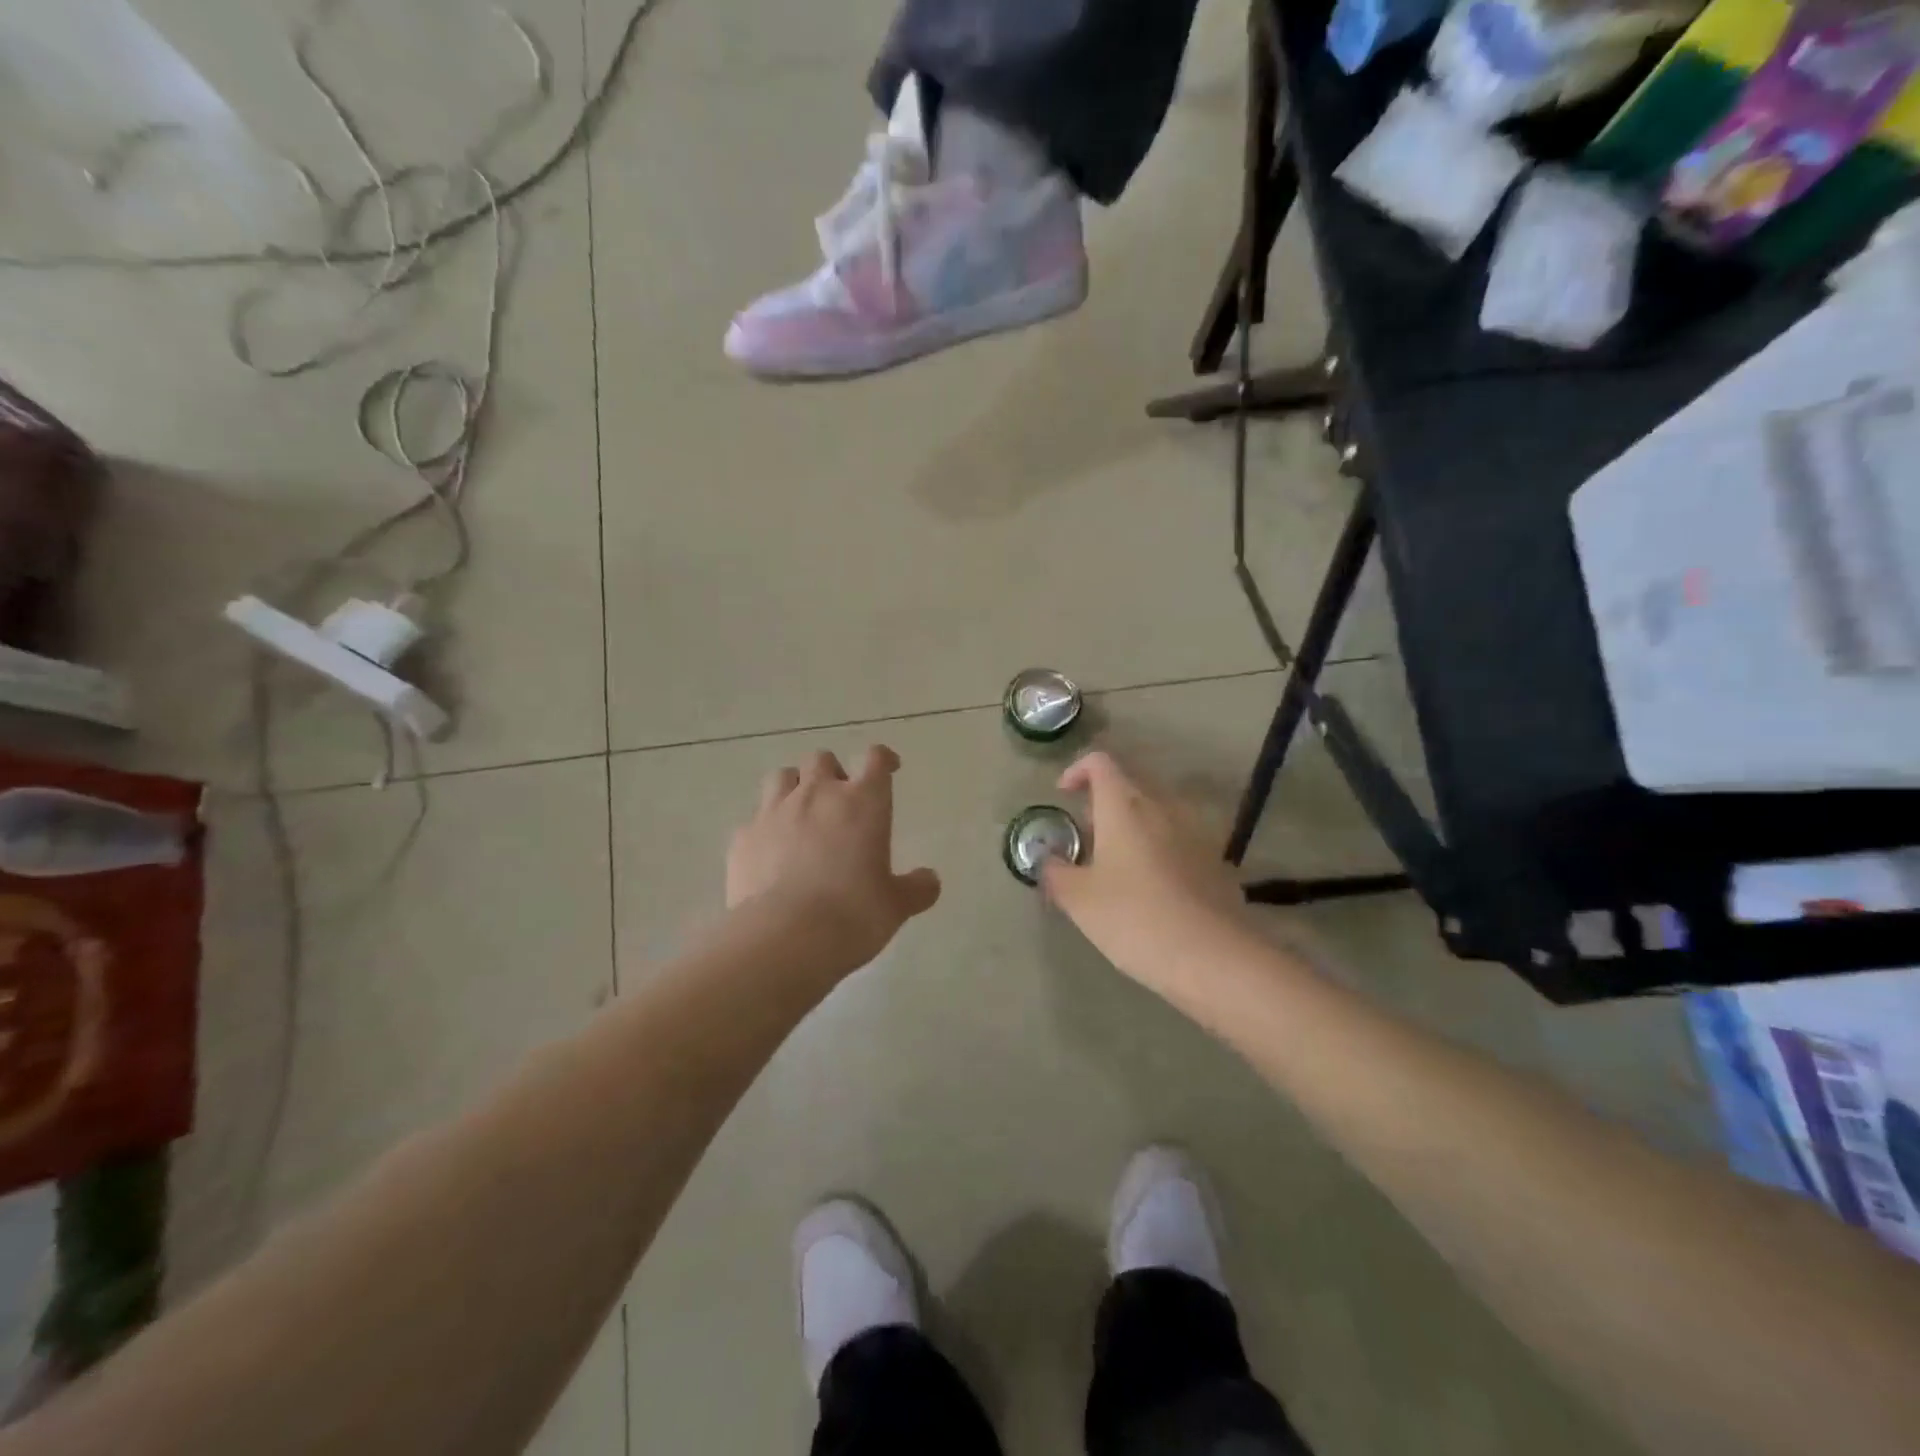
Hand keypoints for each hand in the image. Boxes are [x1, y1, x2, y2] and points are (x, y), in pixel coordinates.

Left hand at [727, 745, 940, 974]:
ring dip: (793, 788)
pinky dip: (764, 828)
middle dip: (831, 773)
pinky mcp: (743, 836)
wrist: (785, 937)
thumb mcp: (896, 906)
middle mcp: (818, 795)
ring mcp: (774, 811)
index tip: (888, 768)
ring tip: (800, 815)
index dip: (883, 759)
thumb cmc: (854, 914)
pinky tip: (770, 853)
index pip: (875, 759)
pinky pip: (754, 819)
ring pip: (782, 777)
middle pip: (822, 759)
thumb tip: (930, 880)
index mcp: (863, 802)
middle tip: (839, 801)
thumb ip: (916, 888)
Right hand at [1041, 752, 1257, 997]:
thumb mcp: (1079, 900)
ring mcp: (1194, 833)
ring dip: (1131, 830)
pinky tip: (1151, 892)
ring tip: (1114, 868)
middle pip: (1128, 787)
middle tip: (1084, 840)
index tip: (1062, 795)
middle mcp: (1162, 807)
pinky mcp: (1215, 861)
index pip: (1100, 763)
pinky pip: (1177, 842)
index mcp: (1124, 806)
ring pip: (1155, 815)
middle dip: (1101, 806)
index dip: (1077, 771)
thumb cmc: (1134, 918)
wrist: (1213, 958)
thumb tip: (1047, 860)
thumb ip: (1055, 873)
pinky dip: (1157, 853)